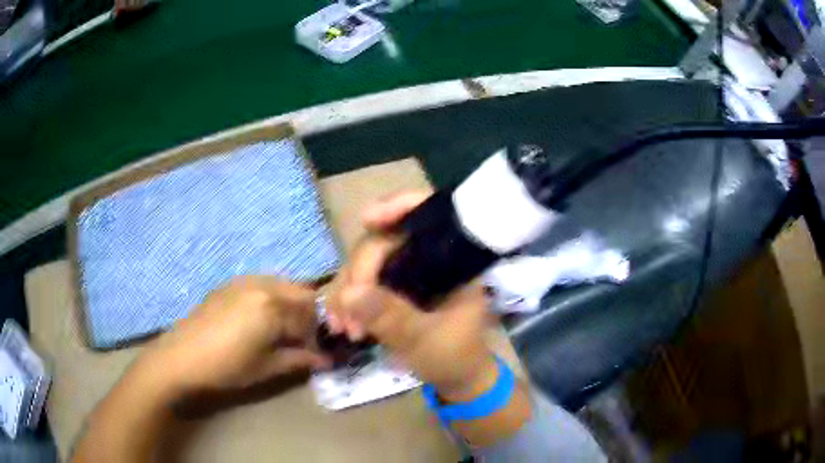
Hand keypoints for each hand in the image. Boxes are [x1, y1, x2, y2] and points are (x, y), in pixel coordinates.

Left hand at [147, 276, 330, 396]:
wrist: (182, 356)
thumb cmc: (227, 366)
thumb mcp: (267, 368)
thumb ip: (300, 360)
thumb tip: (326, 360)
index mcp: (274, 306)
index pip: (310, 317)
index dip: (317, 336)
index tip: (315, 352)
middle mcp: (262, 285)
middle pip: (301, 293)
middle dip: (307, 316)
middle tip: (300, 339)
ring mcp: (244, 281)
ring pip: (282, 285)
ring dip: (290, 305)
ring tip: (281, 330)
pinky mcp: (229, 284)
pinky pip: (262, 284)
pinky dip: (271, 298)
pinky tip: (259, 320)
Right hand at [327, 192, 498, 400]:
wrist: (455, 379)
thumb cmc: (454, 357)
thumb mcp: (425, 341)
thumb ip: (392, 317)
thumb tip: (349, 293)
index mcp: (453, 259)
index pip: (428, 214)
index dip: (398, 206)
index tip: (368, 220)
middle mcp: (428, 258)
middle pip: (384, 241)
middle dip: (359, 274)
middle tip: (347, 314)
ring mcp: (407, 272)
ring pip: (366, 263)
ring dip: (347, 291)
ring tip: (341, 327)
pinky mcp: (391, 289)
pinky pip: (361, 283)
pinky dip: (347, 300)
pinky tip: (340, 323)